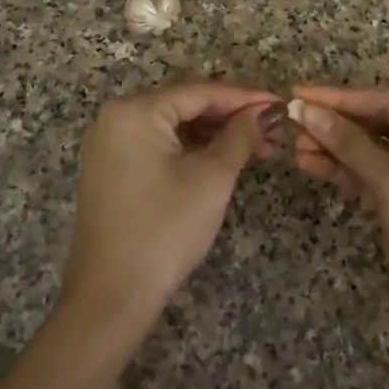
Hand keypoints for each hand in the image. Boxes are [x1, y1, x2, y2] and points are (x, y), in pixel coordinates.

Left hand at [62, 80, 281, 335]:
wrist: (111, 297)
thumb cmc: (165, 230)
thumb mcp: (212, 178)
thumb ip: (240, 136)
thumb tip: (264, 112)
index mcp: (135, 111)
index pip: (199, 91)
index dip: (244, 97)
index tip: (279, 104)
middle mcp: (116, 118)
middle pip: (184, 103)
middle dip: (230, 115)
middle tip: (271, 128)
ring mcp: (110, 144)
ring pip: (173, 125)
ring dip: (213, 132)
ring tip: (256, 145)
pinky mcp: (112, 169)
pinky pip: (158, 144)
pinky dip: (190, 148)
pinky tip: (222, 157)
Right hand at [289, 86, 388, 346]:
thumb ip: (349, 144)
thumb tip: (305, 109)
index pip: (387, 101)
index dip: (340, 97)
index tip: (298, 94)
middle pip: (378, 124)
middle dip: (335, 124)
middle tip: (292, 123)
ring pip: (372, 151)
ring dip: (335, 149)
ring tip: (294, 148)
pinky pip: (373, 177)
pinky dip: (345, 172)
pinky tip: (312, 165)